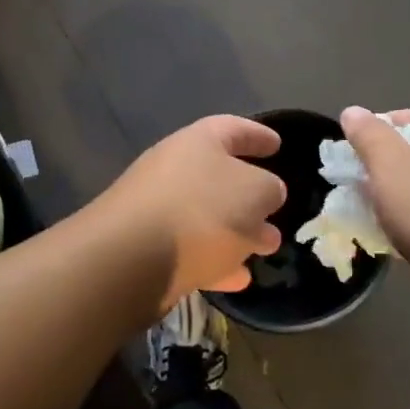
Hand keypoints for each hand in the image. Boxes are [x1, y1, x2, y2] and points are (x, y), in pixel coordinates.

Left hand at [91, 116, 287, 309]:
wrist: (131, 259)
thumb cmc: (203, 210)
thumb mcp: (256, 193)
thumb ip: (269, 189)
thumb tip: (266, 194)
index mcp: (198, 142)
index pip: (233, 128)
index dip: (258, 134)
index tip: (278, 143)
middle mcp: (173, 168)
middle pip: (218, 176)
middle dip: (249, 194)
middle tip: (275, 208)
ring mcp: (156, 209)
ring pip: (206, 216)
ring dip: (236, 232)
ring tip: (265, 248)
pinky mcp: (146, 248)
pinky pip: (190, 249)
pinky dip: (215, 261)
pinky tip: (238, 280)